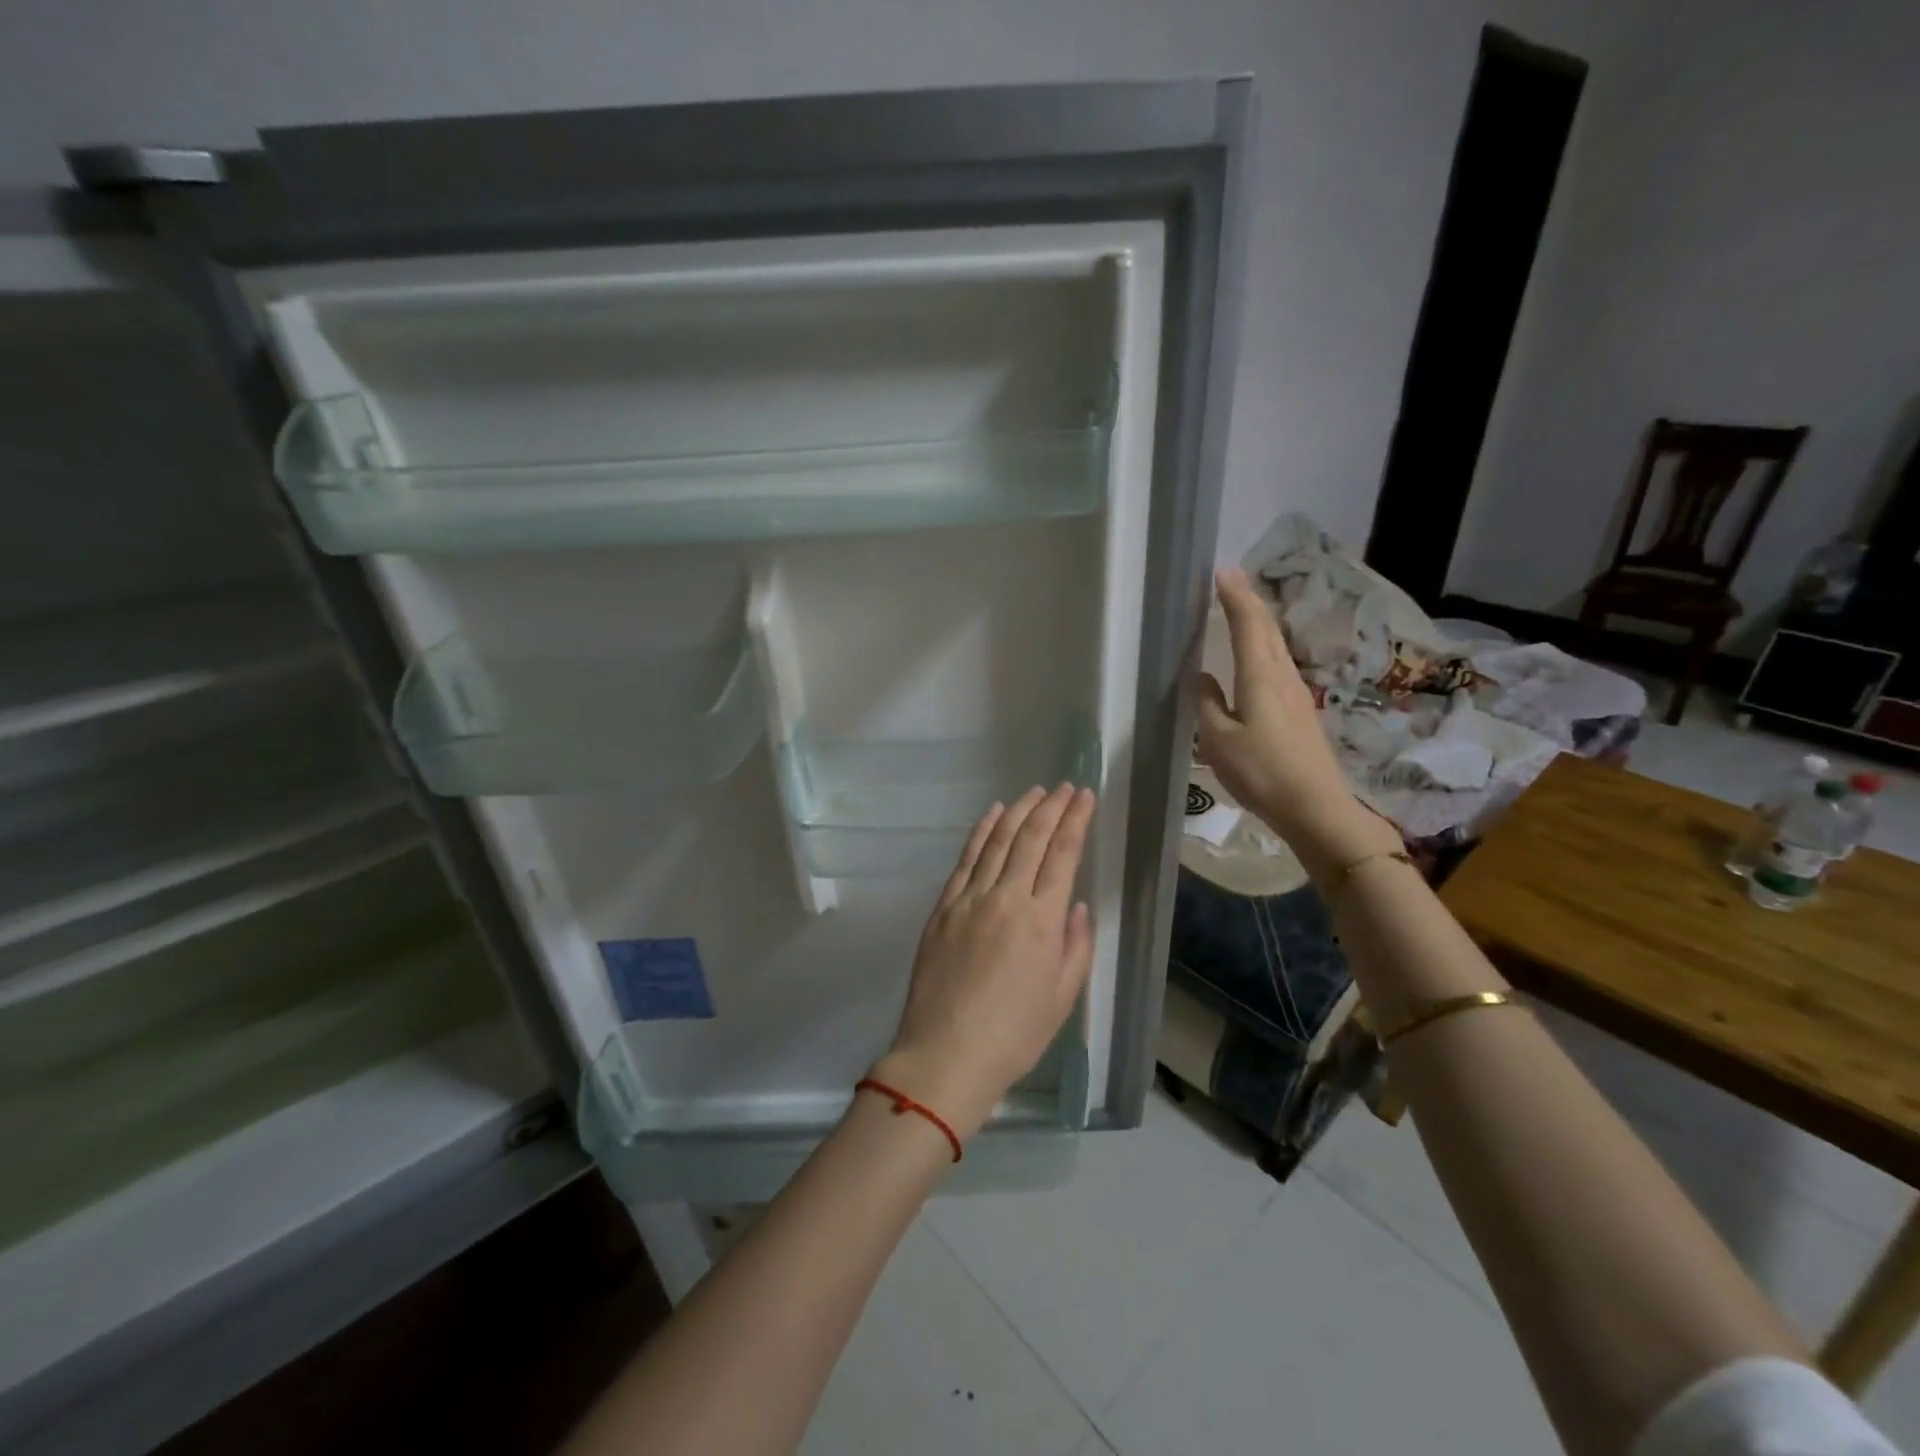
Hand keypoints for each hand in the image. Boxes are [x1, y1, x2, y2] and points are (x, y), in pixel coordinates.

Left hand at [874, 784, 1095, 1139]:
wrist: (946, 1054)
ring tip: (1034, 792)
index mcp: (1041, 920)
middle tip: (1065, 787)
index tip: (1084, 797)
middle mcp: (1005, 898)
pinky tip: (992, 815)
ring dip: (1017, 811)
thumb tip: (1073, 904)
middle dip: (1051, 807)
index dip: (1075, 820)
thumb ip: (1075, 944)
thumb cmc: (1014, 1034)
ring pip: (997, 840)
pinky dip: (981, 831)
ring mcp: (969, 899)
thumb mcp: (1063, 996)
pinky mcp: (942, 907)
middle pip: (1030, 838)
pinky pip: (965, 859)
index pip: (1062, 854)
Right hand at [1195, 569, 1399, 873]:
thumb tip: (1201, 677)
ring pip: (1276, 645)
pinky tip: (1256, 656)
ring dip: (1258, 622)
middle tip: (1230, 581)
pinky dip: (1264, 646)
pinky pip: (1278, 664)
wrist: (1315, 807)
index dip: (1234, 596)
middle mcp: (1282, 676)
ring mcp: (1297, 693)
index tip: (1221, 572)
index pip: (1248, 624)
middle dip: (1249, 601)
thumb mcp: (1218, 740)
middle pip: (1268, 628)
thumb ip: (1206, 703)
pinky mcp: (1300, 710)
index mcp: (1260, 676)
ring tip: (1240, 610)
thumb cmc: (1261, 772)